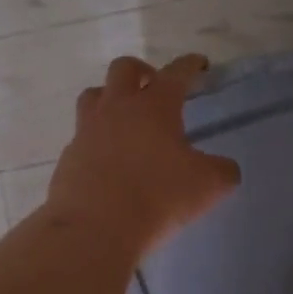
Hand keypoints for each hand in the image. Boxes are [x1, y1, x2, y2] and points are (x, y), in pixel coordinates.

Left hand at [45, 55, 239, 258]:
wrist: (94, 228)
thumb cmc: (158, 197)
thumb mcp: (208, 186)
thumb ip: (222, 170)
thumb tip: (223, 167)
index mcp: (155, 105)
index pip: (176, 73)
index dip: (190, 65)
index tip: (198, 64)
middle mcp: (117, 108)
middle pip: (124, 69)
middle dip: (142, 71)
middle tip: (154, 87)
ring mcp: (87, 130)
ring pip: (93, 96)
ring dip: (110, 98)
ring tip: (124, 117)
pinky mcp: (68, 157)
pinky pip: (81, 135)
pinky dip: (96, 139)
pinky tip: (107, 159)